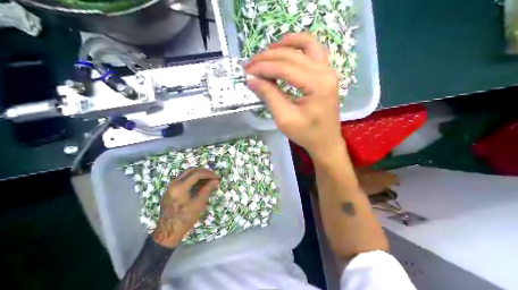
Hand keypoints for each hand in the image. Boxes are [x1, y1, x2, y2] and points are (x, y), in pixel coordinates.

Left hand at [152, 168, 218, 246]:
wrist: (168, 231)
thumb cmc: (184, 219)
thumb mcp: (198, 205)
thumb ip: (207, 190)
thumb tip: (216, 181)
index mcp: (180, 187)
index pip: (196, 174)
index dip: (209, 174)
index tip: (217, 178)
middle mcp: (173, 183)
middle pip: (190, 171)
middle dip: (203, 172)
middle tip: (213, 177)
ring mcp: (170, 186)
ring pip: (186, 174)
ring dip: (198, 175)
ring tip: (208, 180)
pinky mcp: (170, 190)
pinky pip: (182, 180)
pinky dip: (192, 179)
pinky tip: (199, 185)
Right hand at [246, 33, 344, 161]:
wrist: (326, 141)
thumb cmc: (307, 134)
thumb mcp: (285, 118)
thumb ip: (269, 95)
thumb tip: (251, 78)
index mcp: (317, 85)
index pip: (285, 68)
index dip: (263, 68)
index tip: (246, 71)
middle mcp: (325, 72)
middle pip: (292, 55)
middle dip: (268, 57)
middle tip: (250, 64)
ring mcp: (328, 69)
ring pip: (306, 44)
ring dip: (285, 44)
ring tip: (267, 51)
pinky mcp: (326, 72)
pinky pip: (314, 50)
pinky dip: (299, 45)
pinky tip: (285, 48)